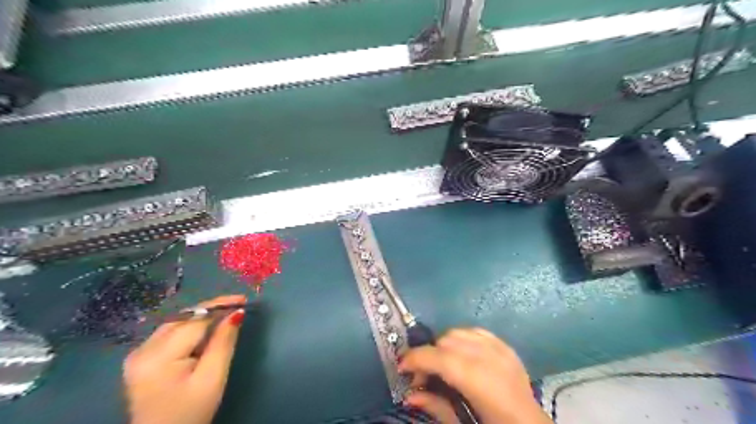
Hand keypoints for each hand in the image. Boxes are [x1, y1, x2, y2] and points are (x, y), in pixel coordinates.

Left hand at [123, 295, 242, 423]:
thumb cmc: (190, 412)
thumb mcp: (213, 378)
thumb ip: (224, 342)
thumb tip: (236, 313)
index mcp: (158, 356)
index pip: (195, 321)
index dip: (220, 306)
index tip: (243, 300)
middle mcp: (142, 349)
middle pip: (183, 318)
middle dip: (211, 309)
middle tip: (238, 305)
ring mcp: (138, 354)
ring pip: (177, 322)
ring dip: (202, 317)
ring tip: (226, 315)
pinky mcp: (141, 359)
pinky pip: (170, 332)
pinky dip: (191, 327)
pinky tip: (207, 330)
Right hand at [397, 328, 553, 423]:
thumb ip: (436, 407)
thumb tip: (409, 396)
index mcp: (478, 380)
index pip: (438, 357)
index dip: (415, 359)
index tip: (401, 367)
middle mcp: (489, 357)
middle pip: (446, 341)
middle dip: (429, 355)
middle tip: (424, 377)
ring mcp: (500, 349)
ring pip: (459, 332)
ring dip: (444, 345)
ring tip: (443, 366)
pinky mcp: (506, 347)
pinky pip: (476, 332)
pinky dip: (463, 339)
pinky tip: (462, 355)